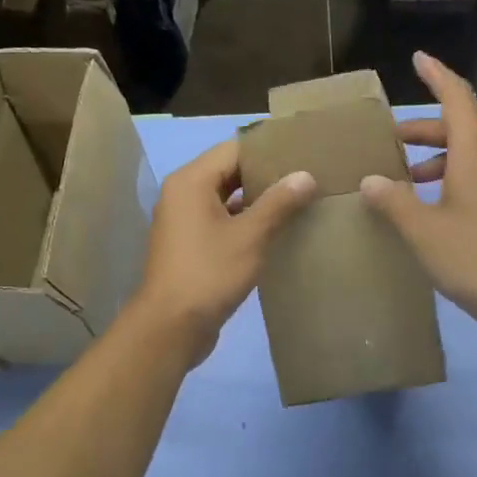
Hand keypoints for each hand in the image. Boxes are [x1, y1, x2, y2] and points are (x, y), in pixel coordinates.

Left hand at [130, 138, 315, 364]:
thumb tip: (305, 175)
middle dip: (266, 175)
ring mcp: (184, 222)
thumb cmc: (209, 274)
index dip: (268, 150)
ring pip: (226, 199)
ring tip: (298, 201)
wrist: (171, 327)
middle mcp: (182, 194)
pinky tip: (276, 231)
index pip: (234, 149)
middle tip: (306, 177)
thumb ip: (279, 203)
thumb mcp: (250, 236)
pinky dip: (245, 222)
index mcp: (191, 181)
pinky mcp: (190, 246)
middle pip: (229, 172)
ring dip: (258, 201)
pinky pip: (221, 222)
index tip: (302, 154)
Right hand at [362, 52, 476, 332]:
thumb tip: (372, 180)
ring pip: (467, 159)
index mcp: (476, 155)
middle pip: (459, 130)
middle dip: (423, 129)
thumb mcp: (423, 230)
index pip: (457, 98)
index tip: (417, 59)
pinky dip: (449, 183)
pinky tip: (429, 213)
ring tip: (402, 182)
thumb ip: (394, 202)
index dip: (437, 75)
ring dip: (434, 161)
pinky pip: (476, 183)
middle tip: (389, 140)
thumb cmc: (476, 258)